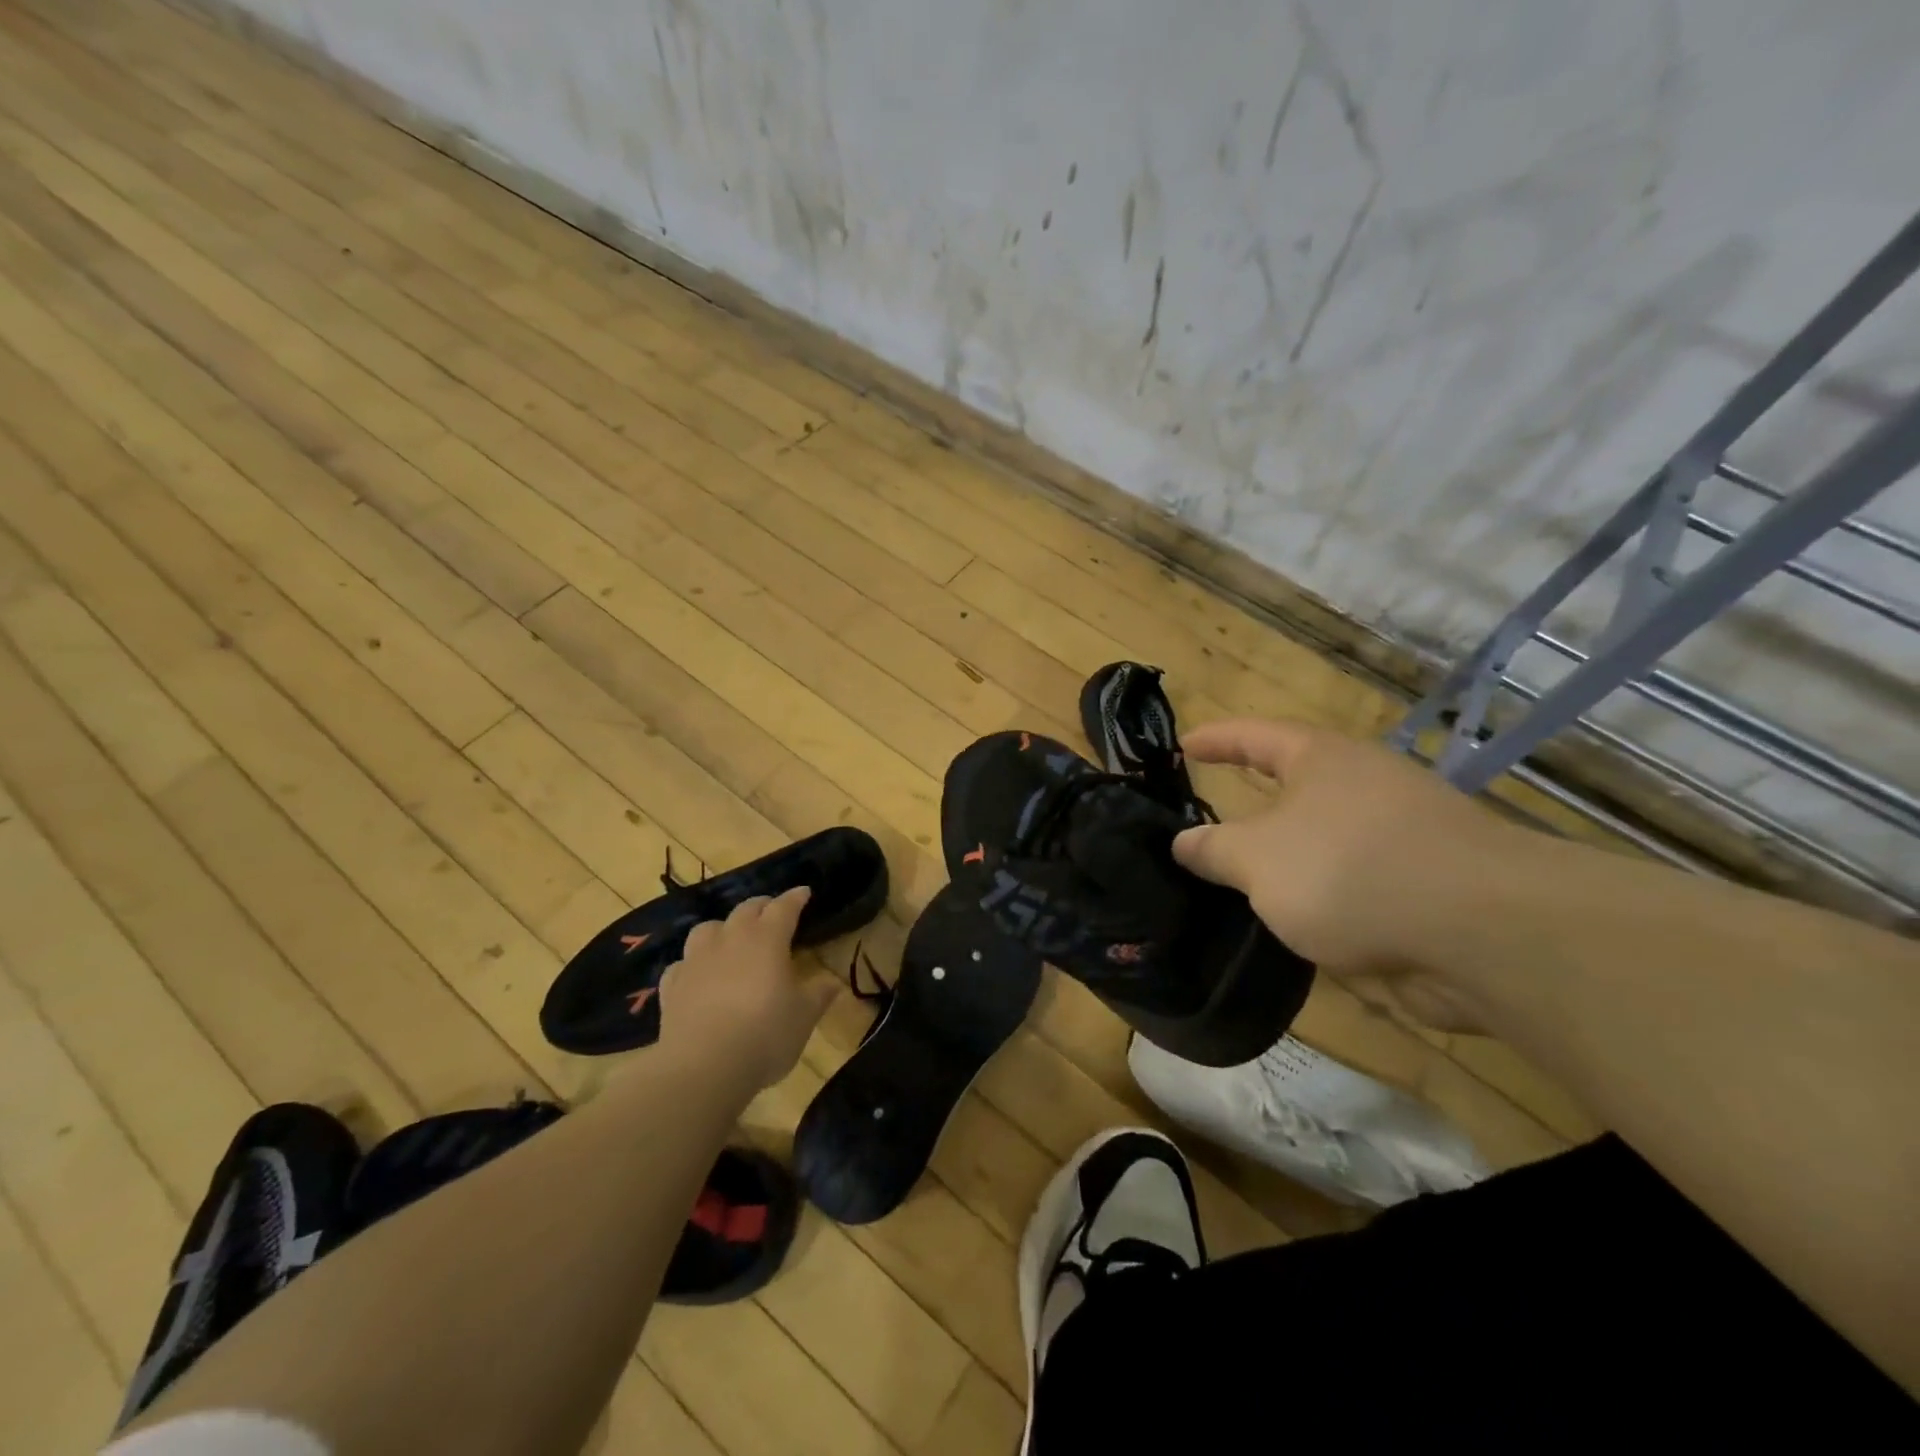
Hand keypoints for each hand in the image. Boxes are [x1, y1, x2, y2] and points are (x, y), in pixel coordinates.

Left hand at [657, 887, 836, 1089]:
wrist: (703, 1067)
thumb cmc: (765, 1035)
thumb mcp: (804, 1017)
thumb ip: (819, 994)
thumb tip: (832, 982)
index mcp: (767, 939)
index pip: (784, 907)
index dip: (795, 898)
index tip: (804, 892)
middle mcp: (730, 939)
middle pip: (746, 909)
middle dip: (762, 907)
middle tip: (772, 912)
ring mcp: (696, 960)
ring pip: (708, 929)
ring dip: (723, 929)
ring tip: (730, 939)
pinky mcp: (672, 986)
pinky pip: (682, 964)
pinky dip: (693, 964)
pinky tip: (698, 975)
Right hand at [1172, 719, 1515, 1030]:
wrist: (1481, 932)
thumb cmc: (1348, 870)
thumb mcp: (1256, 859)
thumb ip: (1213, 849)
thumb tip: (1183, 842)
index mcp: (1321, 760)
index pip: (1254, 736)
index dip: (1215, 740)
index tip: (1182, 746)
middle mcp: (1362, 785)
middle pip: (1293, 787)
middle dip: (1251, 807)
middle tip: (1204, 824)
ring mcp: (1399, 835)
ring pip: (1322, 840)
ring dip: (1285, 861)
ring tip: (1239, 885)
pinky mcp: (1424, 885)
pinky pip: (1352, 882)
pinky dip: (1321, 897)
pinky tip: (1295, 926)